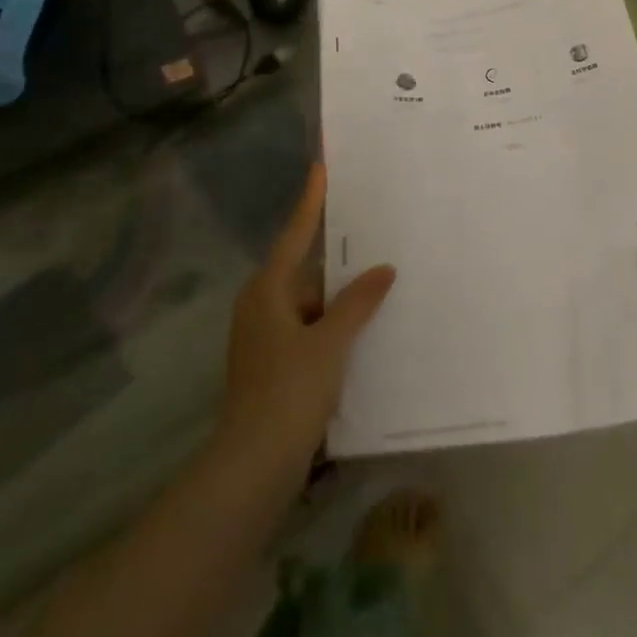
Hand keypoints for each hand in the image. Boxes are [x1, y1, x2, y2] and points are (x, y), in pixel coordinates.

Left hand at [216, 163, 395, 465]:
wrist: (252, 467)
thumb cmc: (289, 392)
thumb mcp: (330, 343)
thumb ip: (358, 303)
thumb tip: (384, 269)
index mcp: (267, 290)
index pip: (295, 234)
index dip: (310, 202)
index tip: (320, 169)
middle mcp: (260, 306)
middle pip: (303, 270)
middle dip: (336, 259)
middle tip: (369, 234)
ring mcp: (262, 338)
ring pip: (307, 304)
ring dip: (337, 299)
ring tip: (376, 286)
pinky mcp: (270, 366)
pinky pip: (306, 330)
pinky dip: (330, 327)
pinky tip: (360, 332)